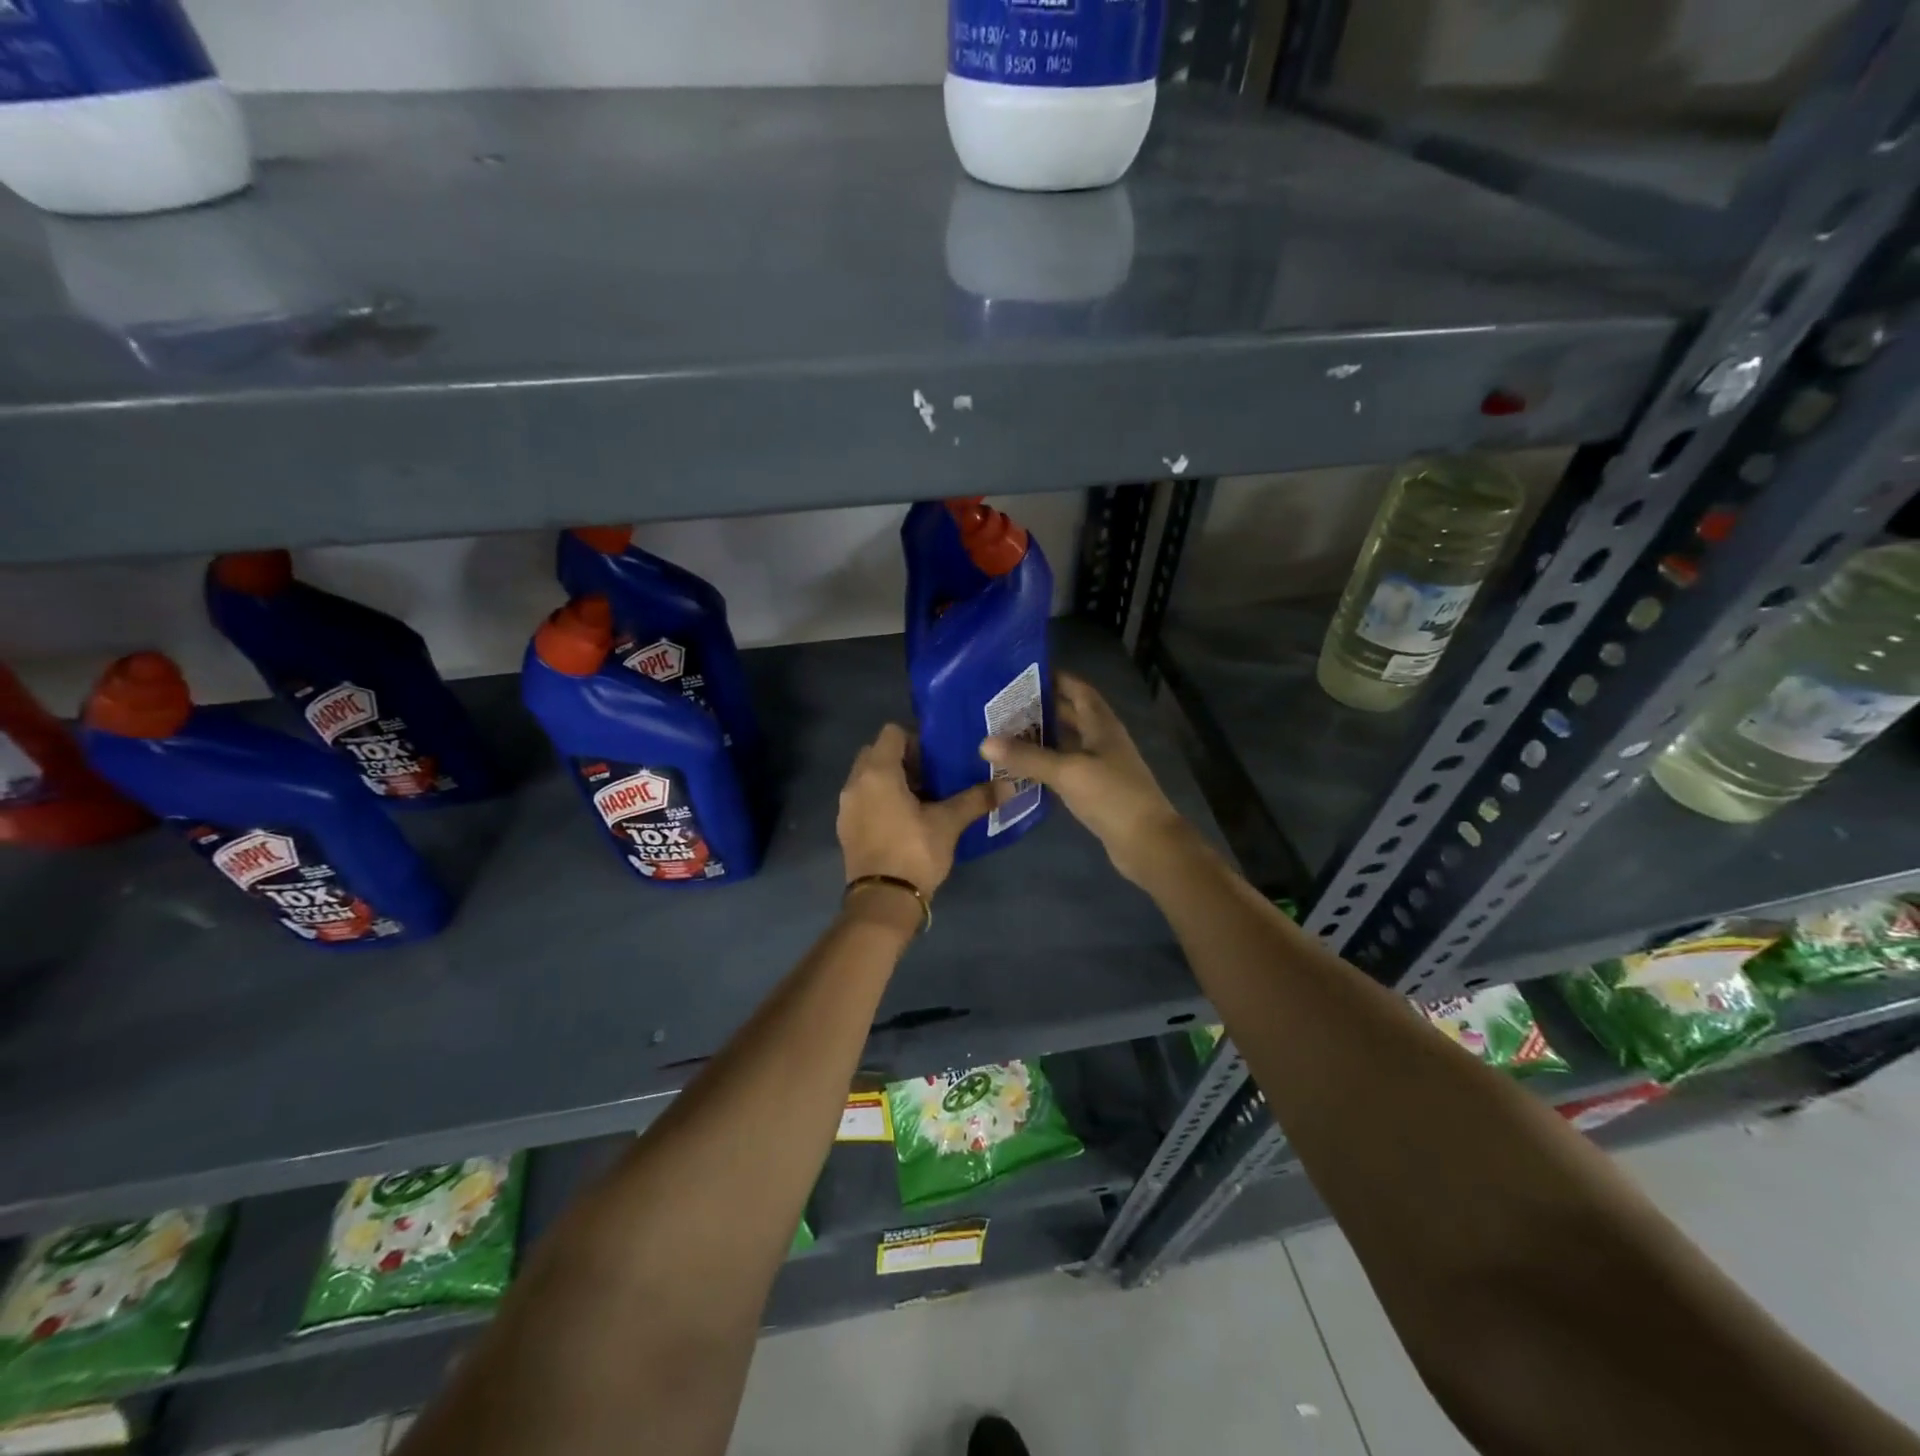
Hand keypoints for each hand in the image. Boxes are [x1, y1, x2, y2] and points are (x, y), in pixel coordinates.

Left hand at [838, 723, 997, 900]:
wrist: (883, 901)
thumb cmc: (914, 852)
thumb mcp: (949, 823)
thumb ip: (976, 799)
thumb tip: (1009, 785)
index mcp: (878, 772)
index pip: (892, 732)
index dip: (916, 738)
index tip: (937, 757)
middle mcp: (855, 782)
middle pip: (877, 752)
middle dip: (903, 758)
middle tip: (932, 776)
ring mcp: (846, 806)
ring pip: (868, 777)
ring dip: (891, 780)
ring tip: (921, 798)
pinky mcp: (846, 828)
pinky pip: (863, 799)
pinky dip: (880, 800)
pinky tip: (905, 820)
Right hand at [979, 672, 1186, 885]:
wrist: (1147, 842)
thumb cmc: (1112, 796)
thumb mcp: (1067, 772)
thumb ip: (1027, 757)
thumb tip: (984, 742)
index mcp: (1101, 724)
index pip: (1078, 689)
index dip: (1054, 678)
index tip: (1020, 674)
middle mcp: (1102, 739)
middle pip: (1071, 714)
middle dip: (1041, 707)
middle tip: (1003, 705)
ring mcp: (1101, 765)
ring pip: (1067, 742)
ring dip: (1041, 737)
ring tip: (1005, 733)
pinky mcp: (1096, 790)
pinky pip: (1066, 768)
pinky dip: (1046, 764)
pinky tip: (1021, 769)